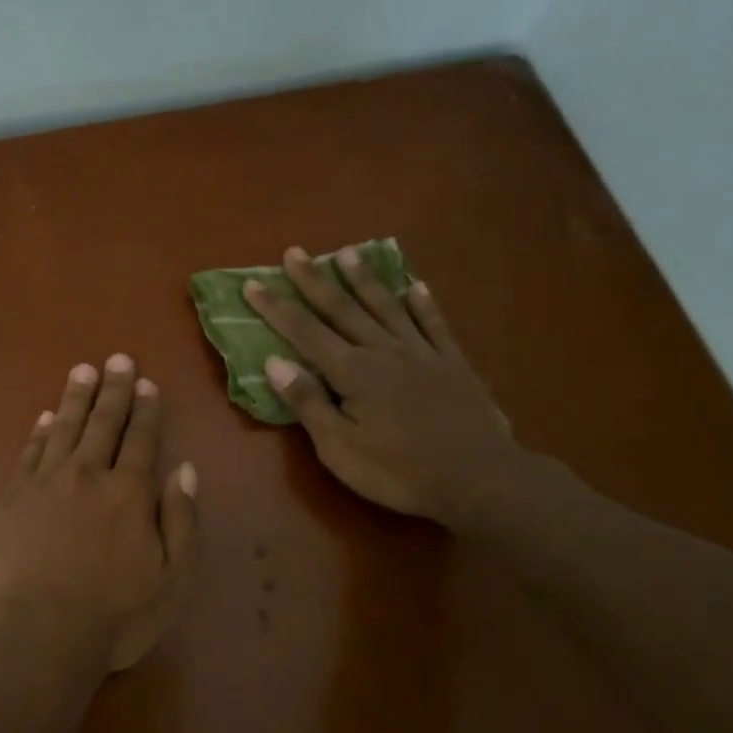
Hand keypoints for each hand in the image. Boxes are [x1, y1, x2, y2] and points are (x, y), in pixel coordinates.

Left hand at [0, 356, 199, 672]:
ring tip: (83, 370)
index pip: (141, 438)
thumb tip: (184, 469)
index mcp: (129, 492)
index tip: (147, 382)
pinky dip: (39, 432)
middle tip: (117, 358)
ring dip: (75, 398)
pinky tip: (44, 417)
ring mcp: (44, 483)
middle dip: (114, 389)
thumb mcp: (171, 577)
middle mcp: (88, 475)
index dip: (146, 409)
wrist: (39, 633)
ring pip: (63, 428)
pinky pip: (29, 453)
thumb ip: (181, 519)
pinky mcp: (12, 498)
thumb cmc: (114, 615)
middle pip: (103, 423)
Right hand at [244, 247, 522, 525]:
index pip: (304, 332)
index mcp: (352, 372)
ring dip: (364, 279)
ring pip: (387, 307)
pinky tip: (416, 286)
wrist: (480, 480)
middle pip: (342, 309)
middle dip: (314, 280)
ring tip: (346, 252)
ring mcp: (422, 353)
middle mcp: (384, 351)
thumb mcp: (340, 449)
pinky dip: (424, 304)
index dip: (276, 308)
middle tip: (294, 252)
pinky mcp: (454, 364)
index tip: (252, 284)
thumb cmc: (400, 472)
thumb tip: (274, 362)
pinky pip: (435, 325)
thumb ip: (308, 403)